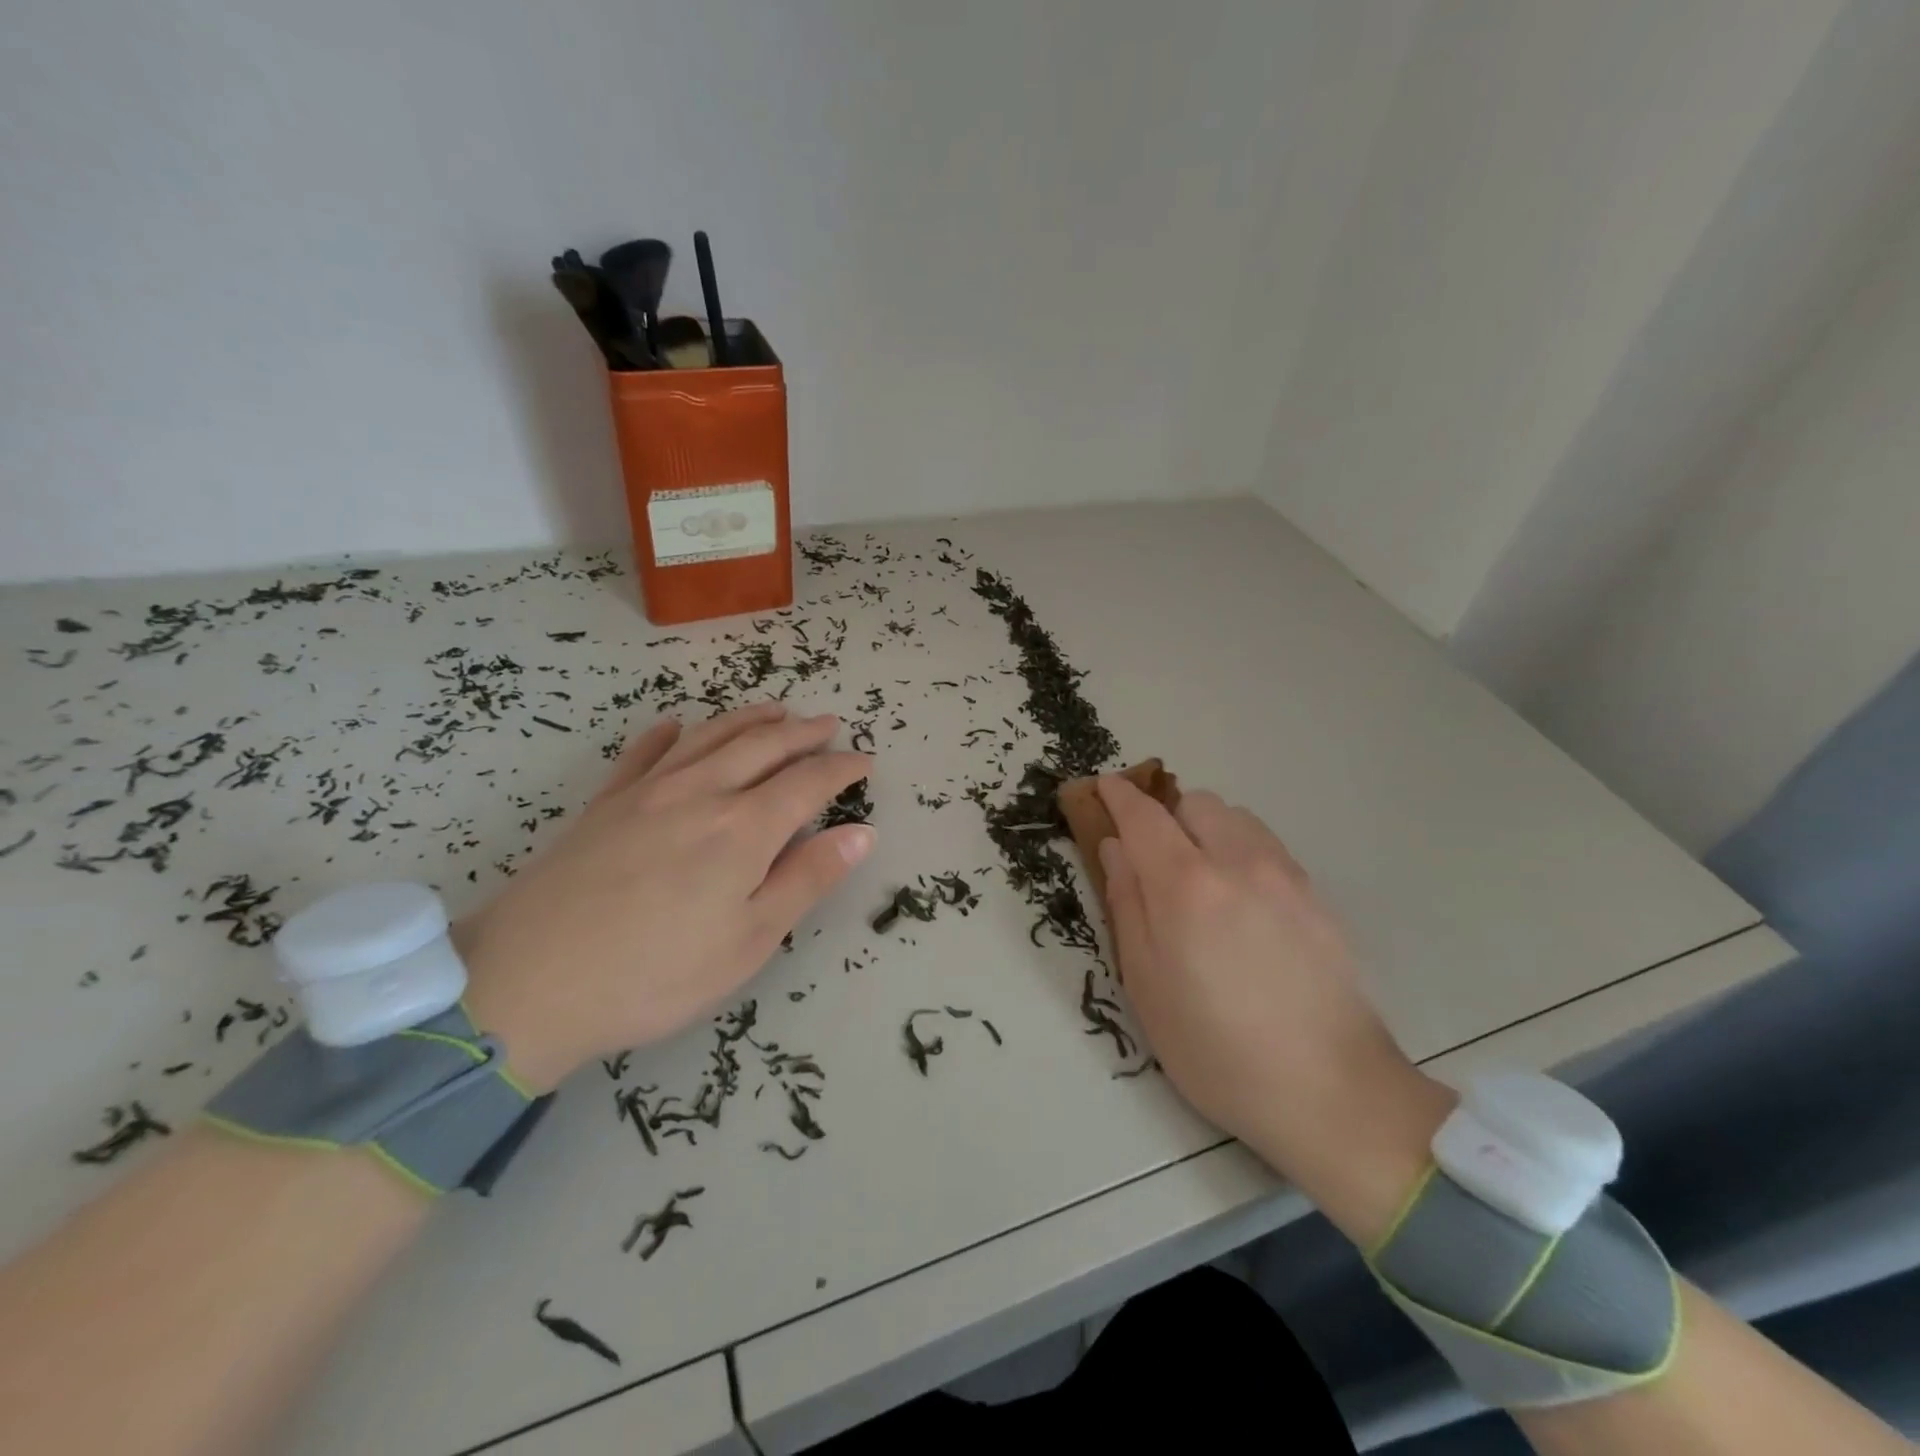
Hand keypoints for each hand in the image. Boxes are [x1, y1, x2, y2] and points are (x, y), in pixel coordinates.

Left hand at [460, 703, 873, 1091]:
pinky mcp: (604, 804)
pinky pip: (643, 754)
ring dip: (748, 719)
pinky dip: (667, 735)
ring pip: (709, 737)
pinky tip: (675, 727)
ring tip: (775, 710)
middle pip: (762, 746)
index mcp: (743, 828)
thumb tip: (861, 832)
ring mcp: (647, 792)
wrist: (526, 983)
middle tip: (828, 724)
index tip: (864, 760)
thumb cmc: (655, 973)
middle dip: (801, 732)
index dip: (841, 768)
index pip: (807, 782)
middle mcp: (700, 793)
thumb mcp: (749, 941)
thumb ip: (807, 879)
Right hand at [1097, 777, 1454, 1243]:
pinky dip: (1241, 849)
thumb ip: (1126, 903)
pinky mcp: (1317, 895)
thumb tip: (1115, 847)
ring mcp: (1285, 875)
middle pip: (1195, 803)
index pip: (1144, 816)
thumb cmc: (1216, 1048)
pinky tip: (1242, 903)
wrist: (1331, 1091)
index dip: (1118, 796)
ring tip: (1201, 880)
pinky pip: (1267, 846)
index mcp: (1186, 885)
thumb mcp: (1145, 984)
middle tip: (1154, 859)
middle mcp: (1238, 862)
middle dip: (1166, 816)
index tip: (1104, 787)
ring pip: (1236, 817)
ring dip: (1206, 829)